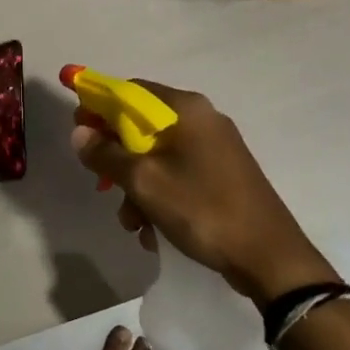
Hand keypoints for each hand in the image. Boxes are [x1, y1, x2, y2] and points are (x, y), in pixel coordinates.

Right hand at [70, 81, 336, 303]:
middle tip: (104, 187)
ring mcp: (216, 148)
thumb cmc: (202, 209)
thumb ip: (106, 154)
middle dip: (118, 158)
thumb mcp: (144, 182)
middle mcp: (202, 119)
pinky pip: (178, 174)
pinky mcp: (224, 174)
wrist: (270, 258)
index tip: (79, 132)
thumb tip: (79, 133)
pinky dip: (160, 196)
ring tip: (133, 223)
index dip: (98, 107)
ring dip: (137, 186)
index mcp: (185, 109)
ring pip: (158, 155)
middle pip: (142, 125)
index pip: (128, 91)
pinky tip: (154, 231)